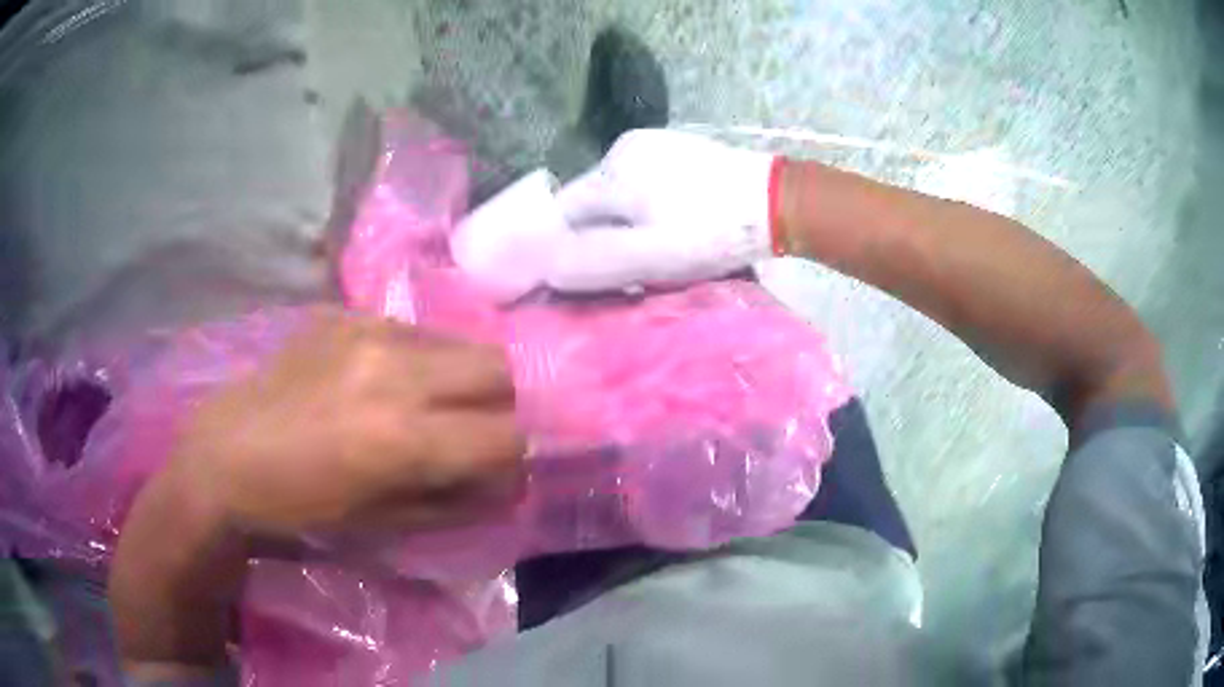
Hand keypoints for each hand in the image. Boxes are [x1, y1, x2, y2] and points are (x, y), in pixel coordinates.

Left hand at [170, 307, 525, 535]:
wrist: (227, 454)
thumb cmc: (301, 506)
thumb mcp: (384, 523)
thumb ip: (457, 502)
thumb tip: (507, 485)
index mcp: (402, 438)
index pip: (506, 435)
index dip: (512, 458)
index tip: (495, 470)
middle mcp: (394, 371)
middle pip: (498, 369)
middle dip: (500, 405)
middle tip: (471, 430)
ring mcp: (367, 332)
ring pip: (460, 341)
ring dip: (461, 378)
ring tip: (428, 403)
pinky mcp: (345, 314)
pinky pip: (412, 330)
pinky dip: (420, 359)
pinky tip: (383, 381)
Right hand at [548, 129, 782, 291]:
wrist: (780, 202)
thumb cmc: (714, 231)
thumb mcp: (651, 256)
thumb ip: (594, 261)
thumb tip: (547, 267)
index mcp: (612, 169)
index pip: (564, 211)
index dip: (566, 246)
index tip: (586, 274)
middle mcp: (624, 146)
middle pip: (591, 201)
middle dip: (600, 235)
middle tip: (628, 267)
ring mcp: (655, 142)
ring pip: (618, 193)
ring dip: (625, 222)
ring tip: (656, 247)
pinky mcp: (680, 148)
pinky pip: (645, 182)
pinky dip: (648, 206)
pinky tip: (676, 222)